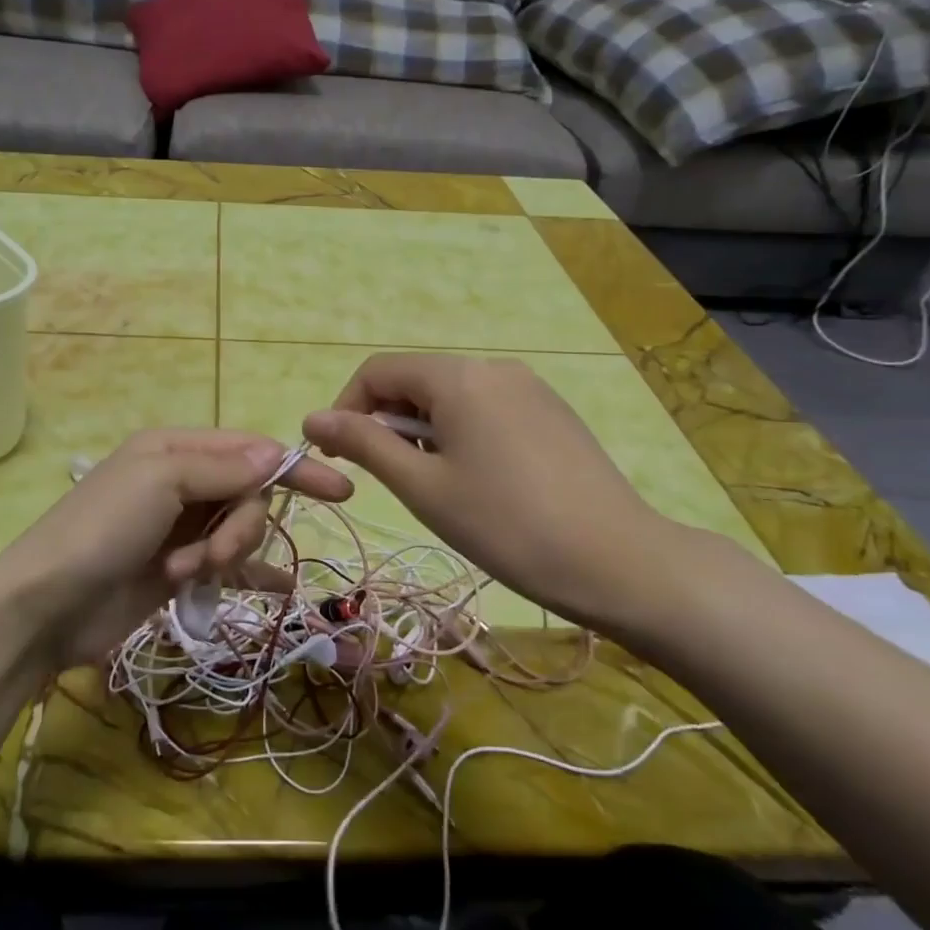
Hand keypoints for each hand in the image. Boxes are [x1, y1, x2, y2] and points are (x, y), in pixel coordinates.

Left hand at [0, 429, 352, 670]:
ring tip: (187, 575)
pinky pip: (227, 566)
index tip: (340, 490)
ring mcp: (179, 529)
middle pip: (247, 494)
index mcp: (175, 450)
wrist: (45, 605)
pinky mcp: (176, 570)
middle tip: (211, 555)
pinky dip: (249, 574)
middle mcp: (180, 483)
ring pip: (238, 530)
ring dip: (224, 554)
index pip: (249, 450)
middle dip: (240, 525)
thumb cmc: (102, 529)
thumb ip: (224, 468)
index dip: (293, 468)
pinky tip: (279, 590)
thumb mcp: (162, 481)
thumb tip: (276, 452)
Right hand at [302, 353, 670, 631]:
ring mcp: (529, 387)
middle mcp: (493, 367)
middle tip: (393, 480)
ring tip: (438, 487)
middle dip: (388, 423)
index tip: (339, 459)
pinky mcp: (552, 411)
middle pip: (416, 381)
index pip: (378, 371)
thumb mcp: (422, 486)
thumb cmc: (505, 525)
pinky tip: (481, 482)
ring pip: (451, 396)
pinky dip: (462, 434)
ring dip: (424, 431)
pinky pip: (486, 408)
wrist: (618, 561)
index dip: (346, 409)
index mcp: (458, 376)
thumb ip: (363, 444)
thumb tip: (311, 419)